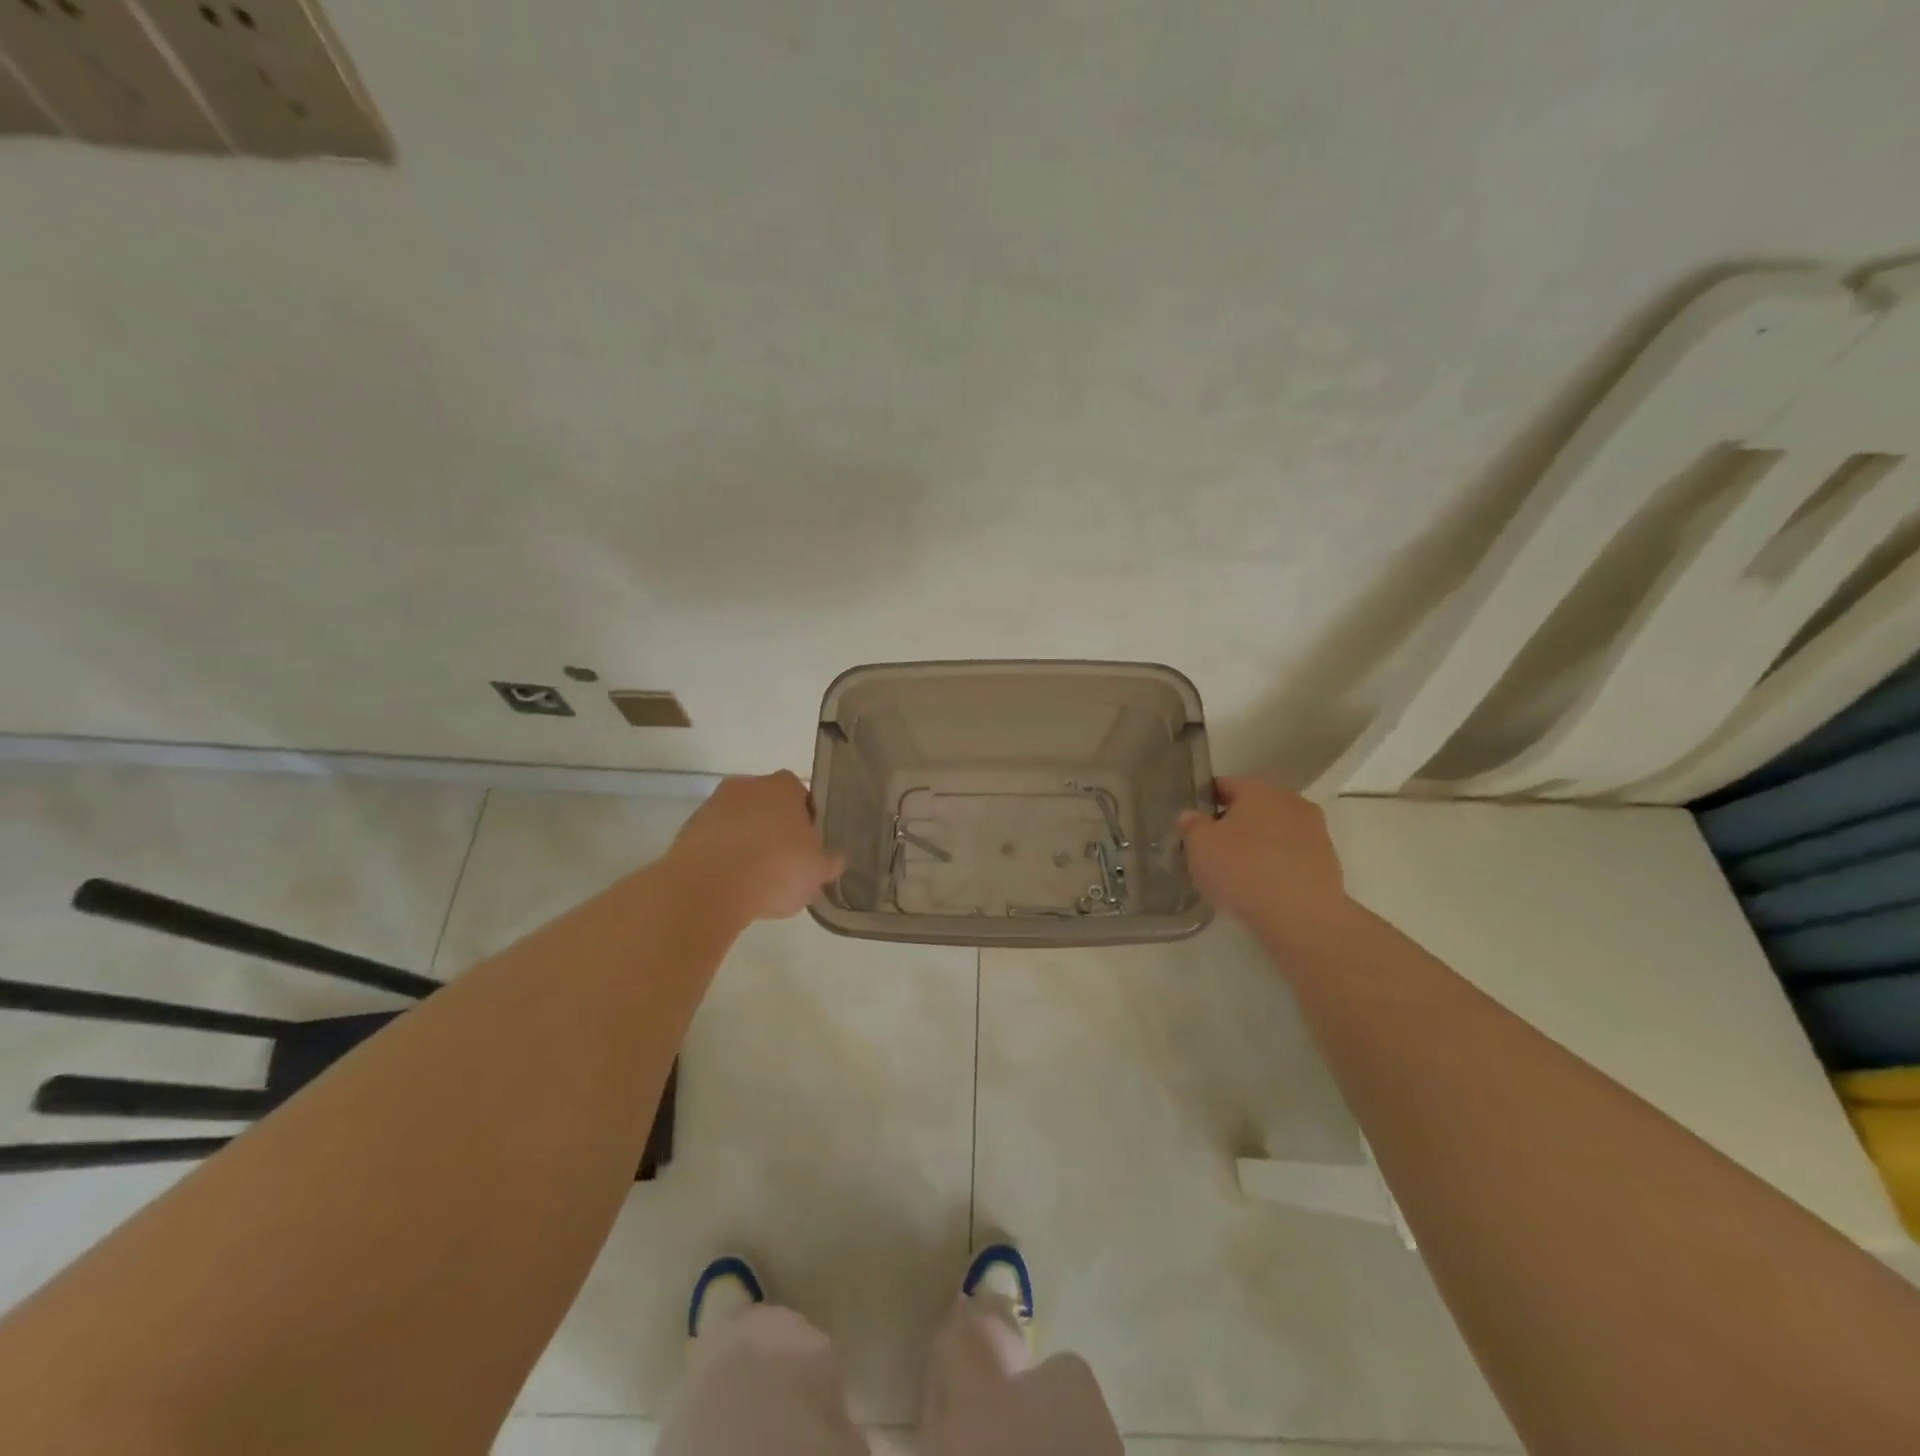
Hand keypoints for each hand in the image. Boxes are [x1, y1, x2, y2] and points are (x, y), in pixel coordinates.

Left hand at [668, 771, 844, 923]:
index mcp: (783, 786)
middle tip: (783, 862)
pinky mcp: (687, 830)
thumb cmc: (775, 870)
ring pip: (738, 822)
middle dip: (774, 828)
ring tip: (754, 879)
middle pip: (766, 805)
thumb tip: (833, 858)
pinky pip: (715, 841)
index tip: (807, 847)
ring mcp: (713, 806)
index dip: (806, 820)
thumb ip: (829, 861)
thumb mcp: (818, 871)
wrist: (707, 889)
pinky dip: (723, 856)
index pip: (800, 794)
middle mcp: (747, 786)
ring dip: (746, 842)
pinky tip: (730, 884)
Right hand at [1178, 777, 1348, 928]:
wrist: (1303, 918)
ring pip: (1275, 832)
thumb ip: (1192, 825)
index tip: (1193, 824)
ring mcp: (1315, 832)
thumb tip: (1193, 816)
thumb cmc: (1243, 870)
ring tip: (1238, 873)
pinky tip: (1262, 888)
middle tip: (1213, 849)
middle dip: (1234, 824)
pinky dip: (1277, 865)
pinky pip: (1292, 857)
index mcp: (1259, 790)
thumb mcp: (1199, 846)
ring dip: (1258, 845)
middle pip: (1254, 807)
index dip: (1205, 802)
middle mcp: (1292, 802)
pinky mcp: (1328, 863)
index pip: (1224, 785)